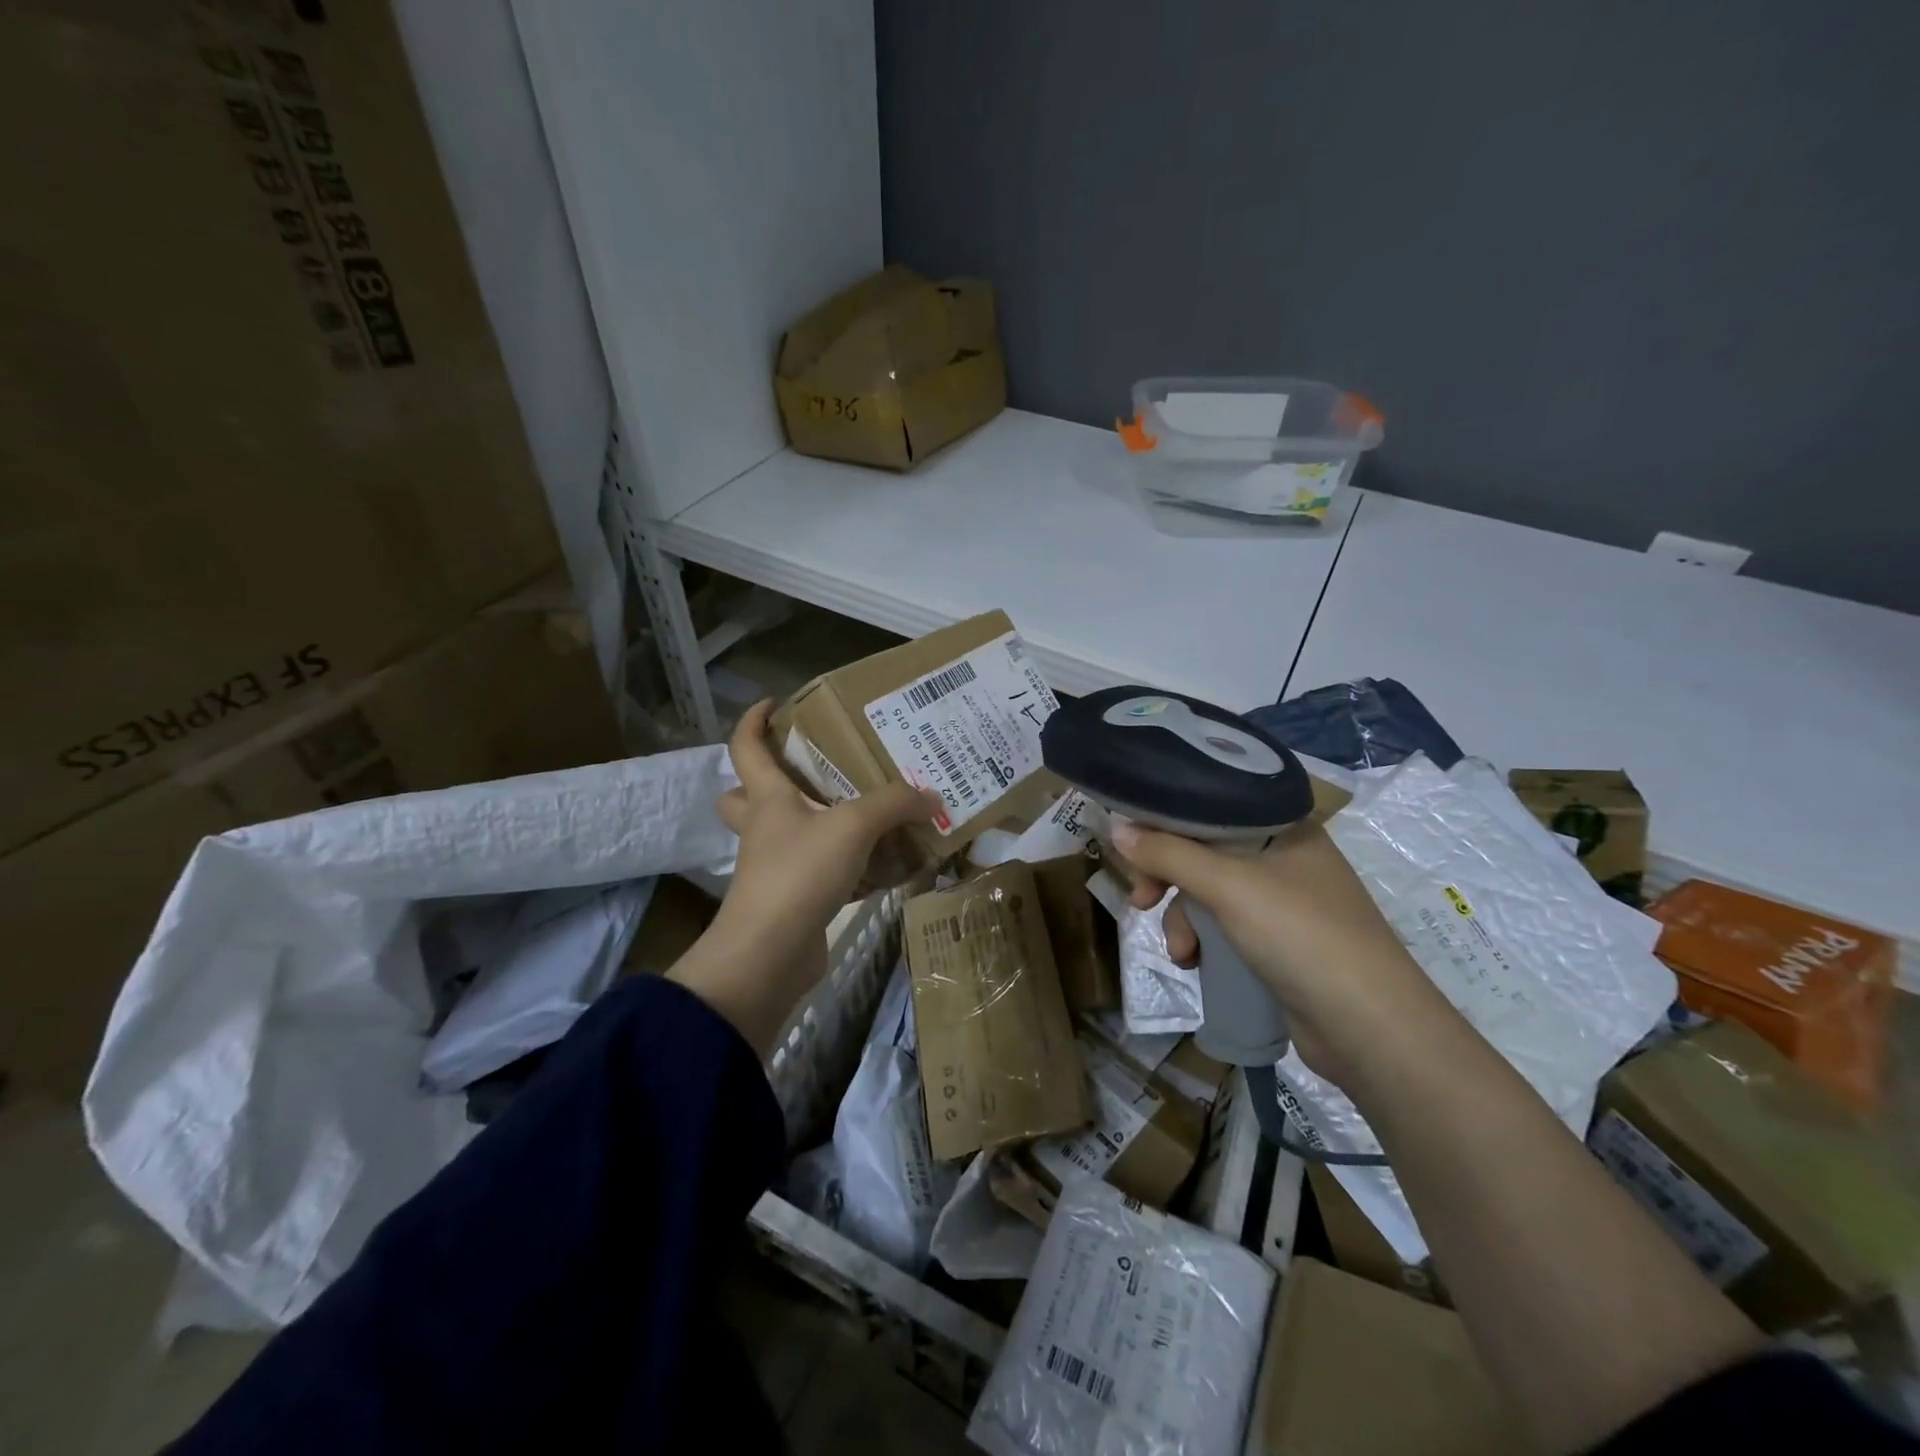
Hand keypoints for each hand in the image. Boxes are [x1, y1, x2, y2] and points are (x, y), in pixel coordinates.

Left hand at [671, 702, 939, 1053]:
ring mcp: (776, 868)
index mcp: (767, 799)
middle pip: (749, 796)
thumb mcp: (853, 826)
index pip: (746, 748)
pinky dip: (852, 869)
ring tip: (868, 815)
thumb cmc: (800, 873)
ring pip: (791, 837)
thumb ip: (895, 805)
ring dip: (821, 826)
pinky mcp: (795, 901)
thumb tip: (932, 797)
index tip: (772, 703)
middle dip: (773, 780)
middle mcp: (765, 829)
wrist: (770, 954)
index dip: (753, 722)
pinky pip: (824, 874)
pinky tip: (886, 868)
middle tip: (816, 770)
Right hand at [1110, 818, 1448, 1084]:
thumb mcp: (1227, 886)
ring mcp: (1284, 902)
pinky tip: (1195, 964)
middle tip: (1141, 900)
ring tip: (1182, 952)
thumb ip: (1168, 853)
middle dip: (1168, 878)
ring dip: (1184, 920)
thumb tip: (1116, 829)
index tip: (1132, 846)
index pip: (1211, 806)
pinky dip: (1205, 941)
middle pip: (1205, 851)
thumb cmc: (1300, 934)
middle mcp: (1285, 857)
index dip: (1167, 822)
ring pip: (1210, 893)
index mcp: (1282, 827)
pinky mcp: (1280, 943)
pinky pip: (1226, 926)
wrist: (1370, 1028)